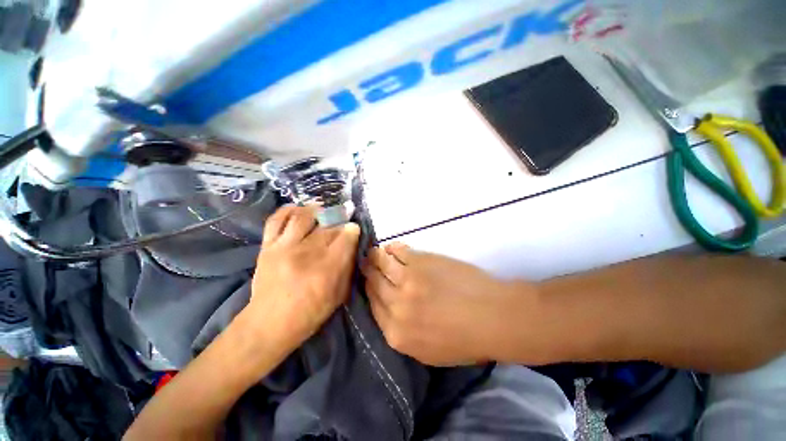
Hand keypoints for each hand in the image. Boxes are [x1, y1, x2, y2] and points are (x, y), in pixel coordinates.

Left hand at [247, 206, 359, 357]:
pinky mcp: (268, 246)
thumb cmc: (310, 313)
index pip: (345, 237)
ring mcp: (284, 247)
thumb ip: (347, 268)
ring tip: (322, 210)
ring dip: (316, 209)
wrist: (269, 323)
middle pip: (327, 225)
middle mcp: (306, 253)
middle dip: (338, 218)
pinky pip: (276, 220)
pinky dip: (288, 210)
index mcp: (327, 268)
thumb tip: (352, 245)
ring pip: (303, 216)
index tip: (354, 227)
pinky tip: (299, 209)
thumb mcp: (339, 295)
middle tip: (342, 216)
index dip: (352, 229)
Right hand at [362, 243, 536, 365]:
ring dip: (375, 256)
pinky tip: (392, 247)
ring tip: (374, 252)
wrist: (493, 317)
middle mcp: (395, 306)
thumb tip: (389, 309)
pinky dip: (393, 248)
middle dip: (367, 272)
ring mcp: (406, 280)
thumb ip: (402, 332)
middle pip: (373, 283)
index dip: (369, 290)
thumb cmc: (465, 339)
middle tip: (365, 263)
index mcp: (395, 333)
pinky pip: (398, 251)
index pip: (372, 306)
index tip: (369, 282)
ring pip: (380, 263)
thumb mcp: (428, 352)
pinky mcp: (419, 261)